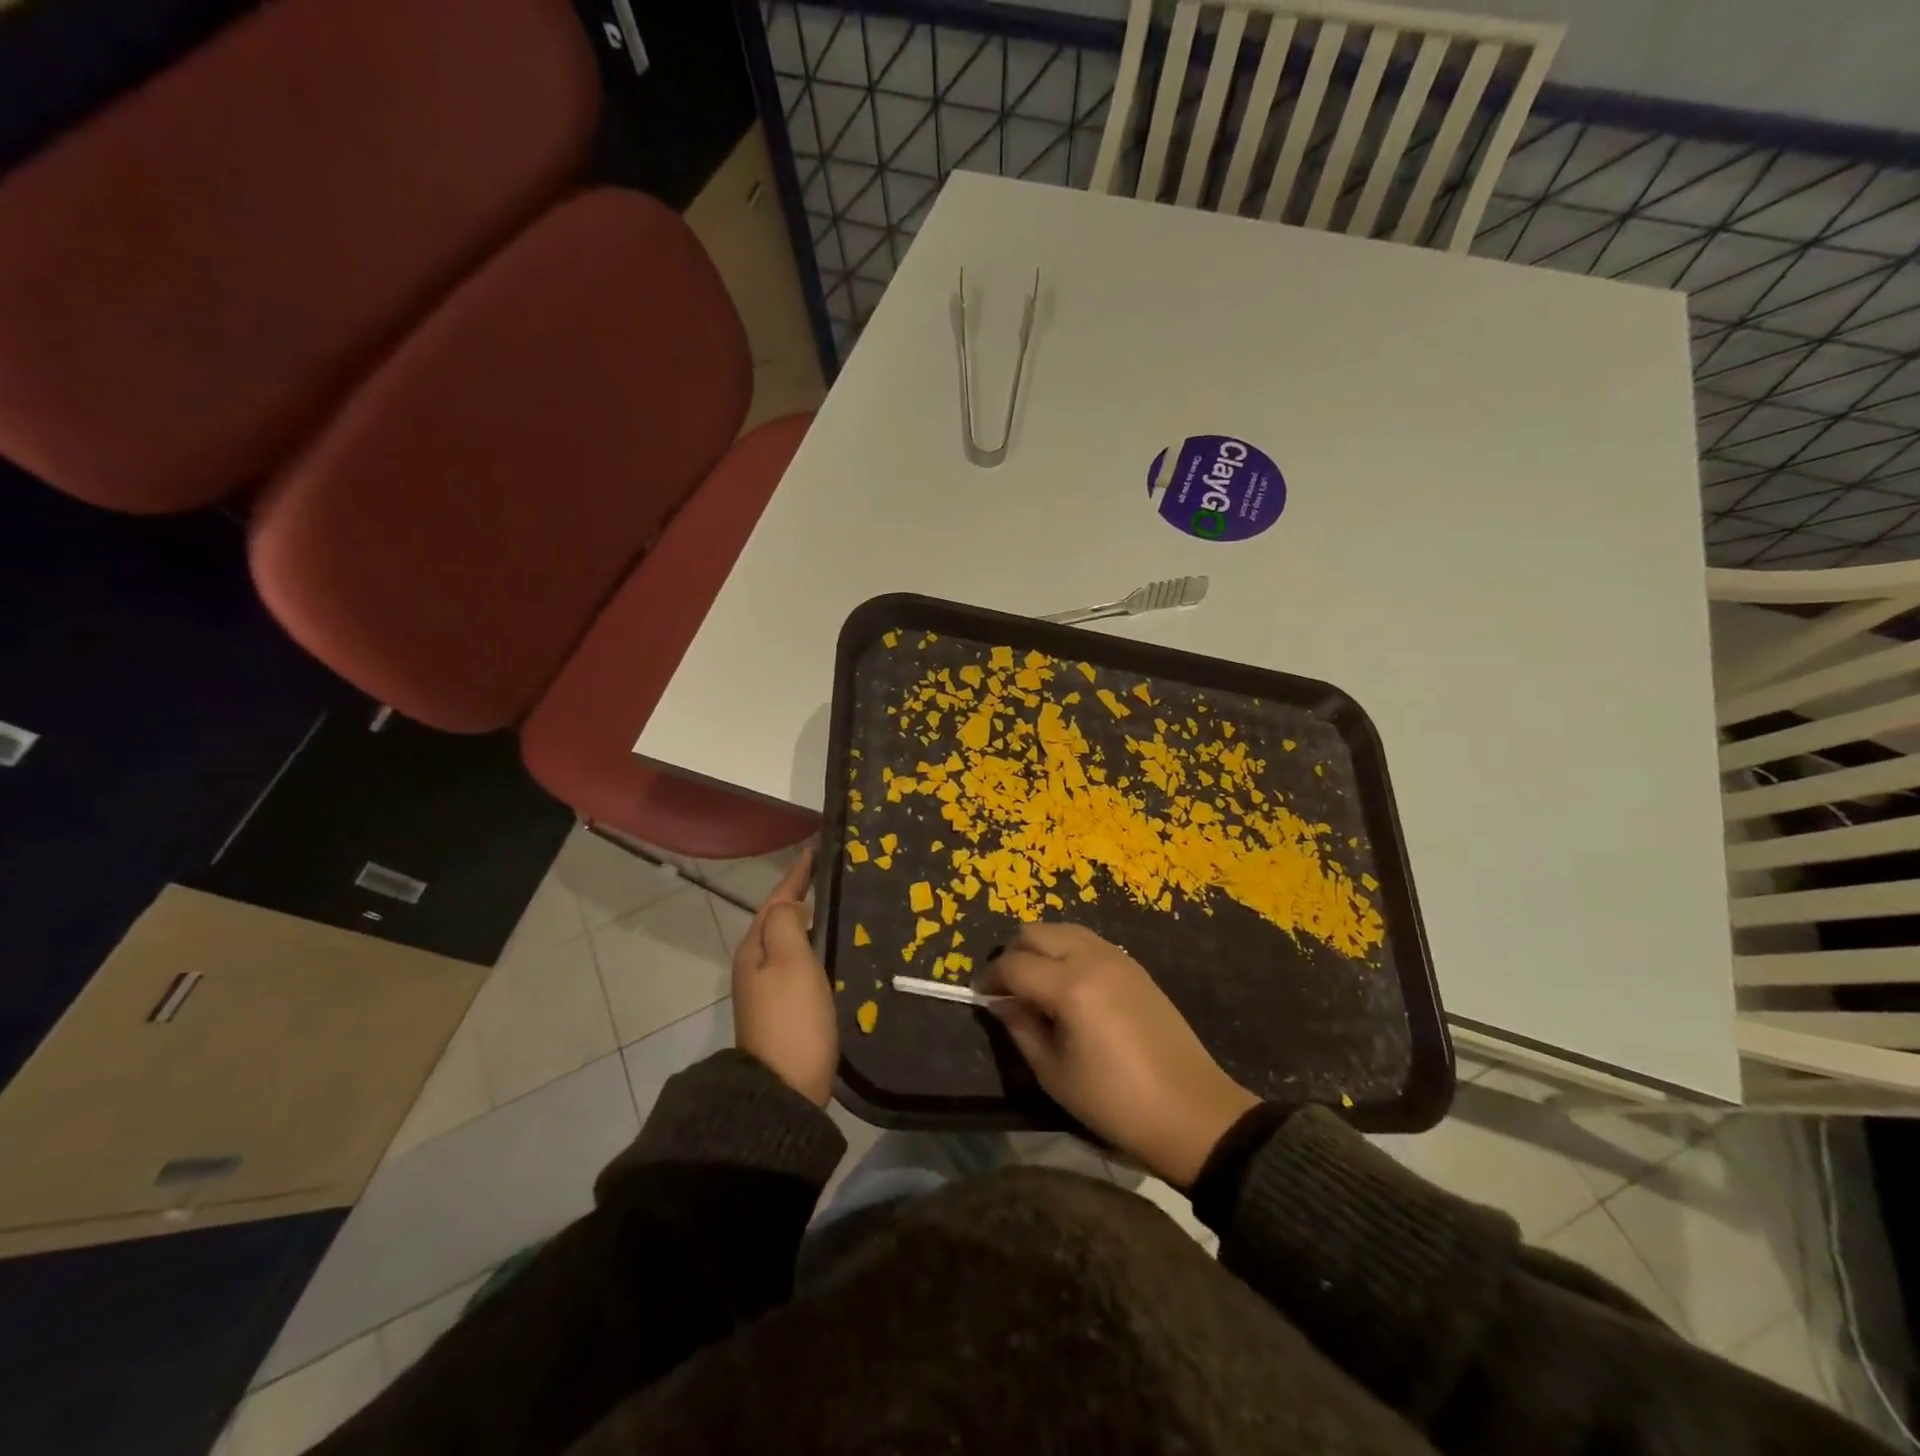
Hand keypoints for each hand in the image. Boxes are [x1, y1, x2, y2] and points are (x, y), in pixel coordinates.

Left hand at [731, 847, 836, 1106]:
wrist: (785, 1089)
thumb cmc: (792, 1018)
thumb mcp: (790, 961)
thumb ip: (786, 923)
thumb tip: (788, 903)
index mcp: (754, 949)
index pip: (776, 899)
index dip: (796, 874)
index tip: (815, 850)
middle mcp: (755, 966)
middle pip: (778, 919)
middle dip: (800, 895)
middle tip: (831, 875)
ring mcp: (768, 991)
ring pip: (788, 942)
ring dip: (807, 921)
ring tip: (836, 906)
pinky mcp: (784, 1011)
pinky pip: (799, 964)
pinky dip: (813, 948)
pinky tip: (833, 952)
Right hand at [979, 922, 1258, 1187]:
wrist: (1191, 1111)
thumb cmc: (1115, 1102)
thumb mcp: (1054, 1074)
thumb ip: (1020, 1028)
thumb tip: (999, 1003)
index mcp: (1070, 986)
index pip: (1013, 964)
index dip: (990, 978)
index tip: (980, 996)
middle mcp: (1092, 959)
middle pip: (1037, 932)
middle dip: (1013, 954)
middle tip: (1007, 989)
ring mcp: (1118, 958)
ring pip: (1064, 930)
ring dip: (1041, 948)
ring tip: (1036, 985)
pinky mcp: (1135, 967)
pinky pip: (1089, 942)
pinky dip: (1068, 951)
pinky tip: (1068, 986)